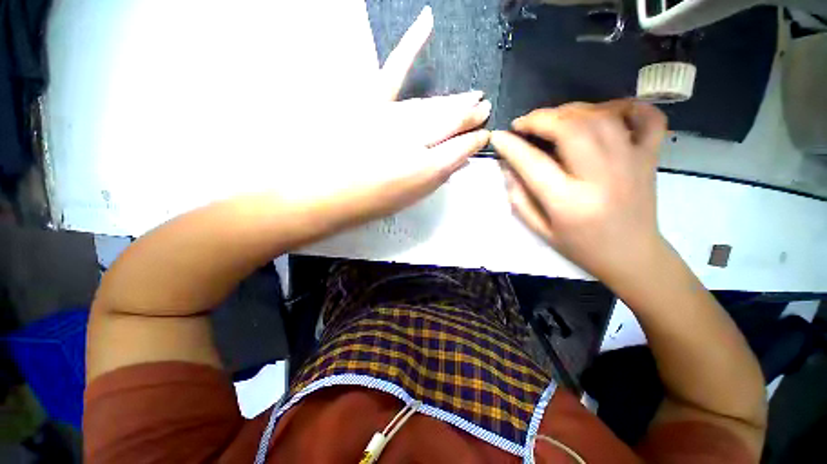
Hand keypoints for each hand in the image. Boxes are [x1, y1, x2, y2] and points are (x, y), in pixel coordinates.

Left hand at [279, 6, 489, 225]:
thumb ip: (436, 179)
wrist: (324, 194)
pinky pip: (393, 71)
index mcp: (425, 169)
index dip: (474, 141)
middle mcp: (414, 140)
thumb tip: (458, 162)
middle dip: (469, 115)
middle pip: (449, 122)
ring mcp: (392, 117)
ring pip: (430, 105)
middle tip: (483, 108)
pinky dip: (409, 45)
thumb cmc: (369, 203)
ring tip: (471, 96)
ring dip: (453, 100)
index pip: (460, 148)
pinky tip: (426, 22)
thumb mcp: (410, 198)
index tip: (484, 135)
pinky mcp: (370, 102)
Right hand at [490, 100, 667, 283]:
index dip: (511, 146)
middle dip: (540, 119)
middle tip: (524, 124)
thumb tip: (508, 166)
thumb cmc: (581, 247)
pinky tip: (604, 112)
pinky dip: (627, 106)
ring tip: (553, 119)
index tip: (498, 137)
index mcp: (569, 202)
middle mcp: (601, 177)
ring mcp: (631, 163)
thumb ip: (519, 198)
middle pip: (570, 129)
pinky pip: (647, 118)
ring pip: (601, 117)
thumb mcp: (540, 230)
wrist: (632, 256)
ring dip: (571, 110)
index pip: (533, 163)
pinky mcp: (649, 157)